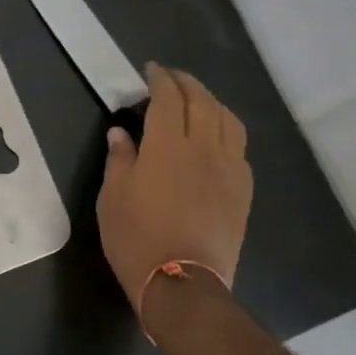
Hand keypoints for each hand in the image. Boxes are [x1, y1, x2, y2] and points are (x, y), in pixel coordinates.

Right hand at [98, 65, 250, 315]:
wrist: (183, 284)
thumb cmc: (137, 239)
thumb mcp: (113, 198)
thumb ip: (120, 159)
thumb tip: (120, 133)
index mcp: (168, 146)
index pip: (169, 98)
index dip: (160, 79)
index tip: (151, 70)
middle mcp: (204, 149)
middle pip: (202, 102)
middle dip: (187, 83)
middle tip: (172, 78)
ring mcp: (229, 169)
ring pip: (228, 121)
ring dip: (212, 102)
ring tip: (197, 102)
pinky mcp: (242, 191)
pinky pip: (239, 149)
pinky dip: (226, 131)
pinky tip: (216, 139)